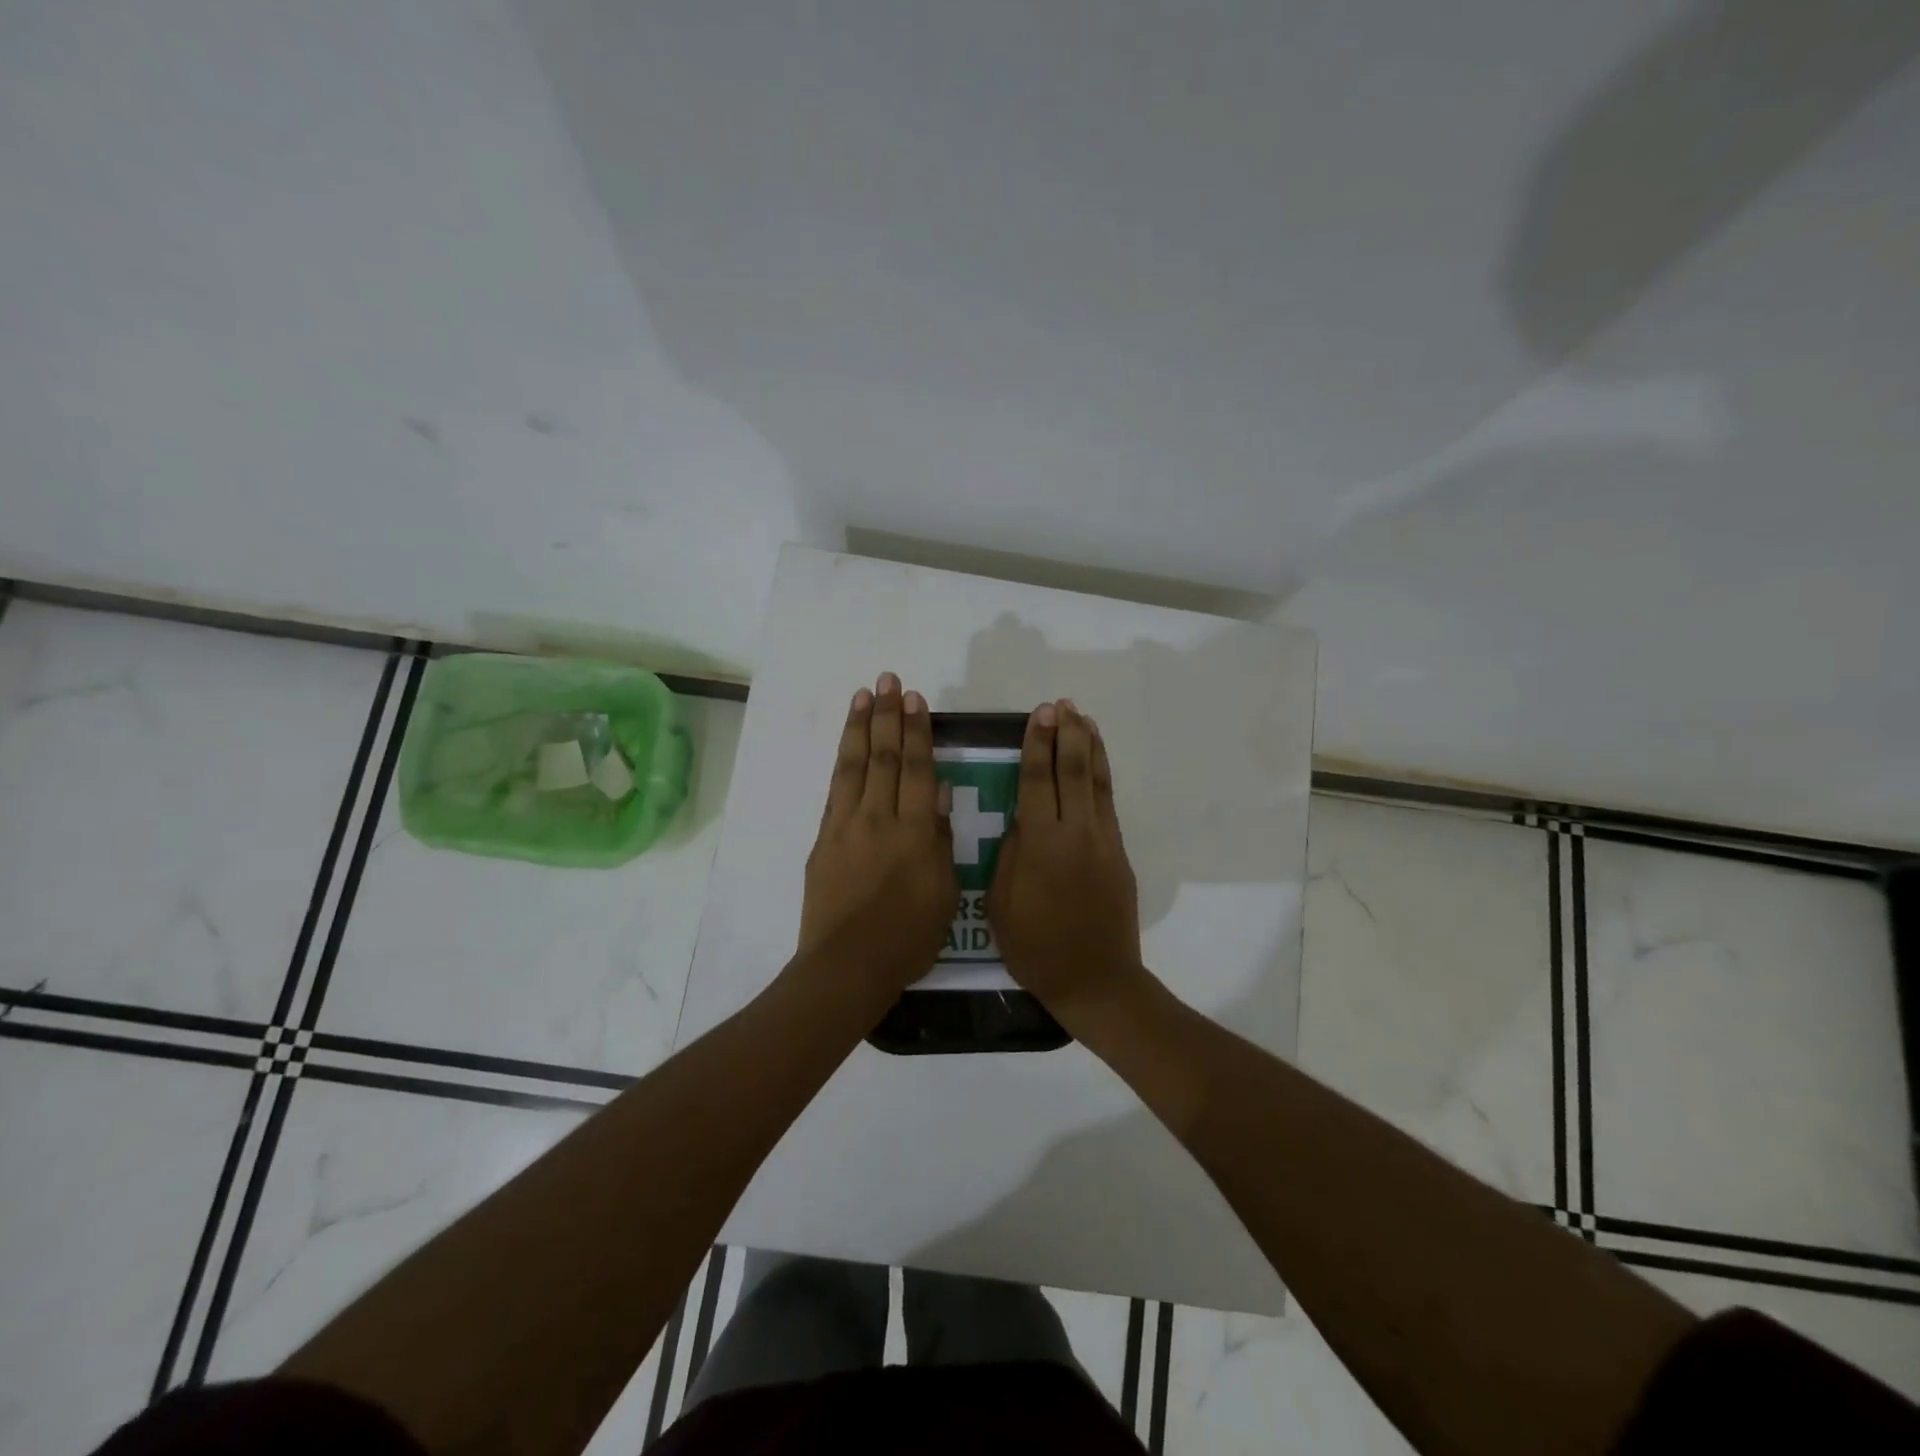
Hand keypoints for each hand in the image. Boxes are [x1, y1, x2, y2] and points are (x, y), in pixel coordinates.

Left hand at [799, 672, 958, 992]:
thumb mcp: (945, 893)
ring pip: (854, 766)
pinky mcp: (824, 840)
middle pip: (884, 757)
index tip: (915, 699)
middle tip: (889, 679)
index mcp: (916, 832)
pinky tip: (846, 745)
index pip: (918, 769)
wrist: (848, 966)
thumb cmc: (908, 937)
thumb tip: (942, 795)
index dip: (917, 731)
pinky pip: (835, 791)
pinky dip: (841, 763)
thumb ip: (942, 840)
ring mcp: (846, 826)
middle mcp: (879, 819)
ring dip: (860, 727)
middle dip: (888, 715)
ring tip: (864, 694)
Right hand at [987, 700, 1144, 1015]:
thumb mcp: (1000, 902)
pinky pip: (1108, 803)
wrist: (1095, 979)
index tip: (1038, 715)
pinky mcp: (1119, 854)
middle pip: (1071, 771)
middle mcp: (1075, 832)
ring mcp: (1103, 841)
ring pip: (1097, 782)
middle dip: (1065, 735)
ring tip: (1082, 718)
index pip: (1036, 781)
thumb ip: (1010, 853)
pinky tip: (1096, 762)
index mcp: (1041, 843)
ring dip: (1089, 747)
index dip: (1036, 745)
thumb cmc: (1035, 947)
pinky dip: (1102, 775)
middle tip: (1059, 705)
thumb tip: (1021, 819)